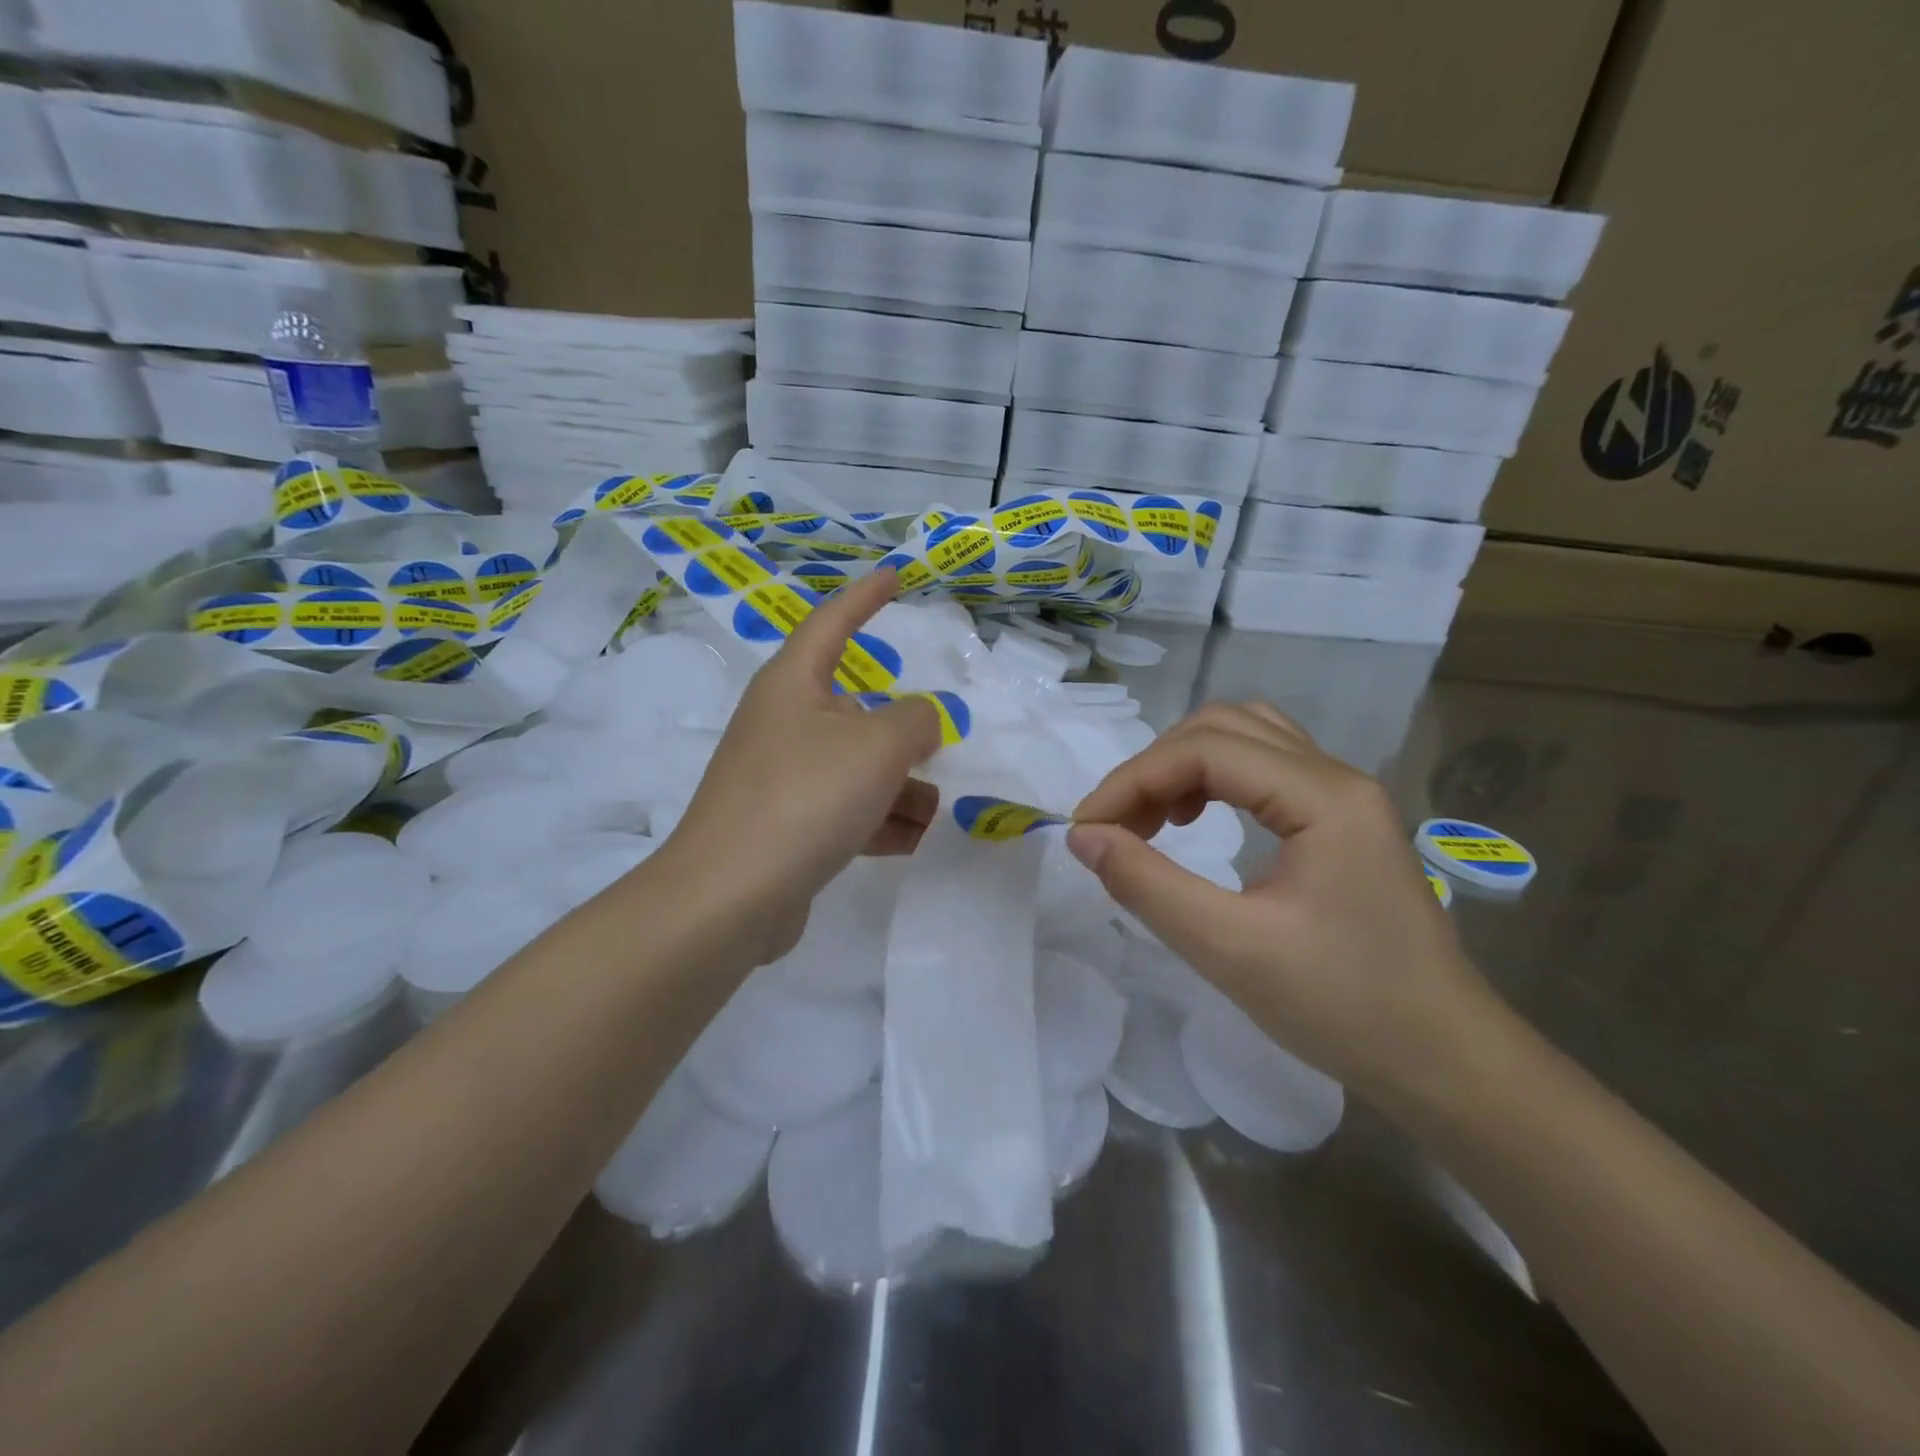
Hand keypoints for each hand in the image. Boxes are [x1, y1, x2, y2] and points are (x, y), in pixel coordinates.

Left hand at [657, 569, 941, 962]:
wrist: (731, 897)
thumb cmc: (805, 798)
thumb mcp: (878, 747)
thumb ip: (916, 721)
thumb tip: (920, 721)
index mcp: (793, 684)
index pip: (832, 621)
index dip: (866, 597)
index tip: (895, 577)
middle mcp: (783, 723)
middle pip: (856, 711)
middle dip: (901, 734)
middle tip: (938, 749)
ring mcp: (781, 777)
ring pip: (856, 767)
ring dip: (899, 788)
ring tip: (933, 814)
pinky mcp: (785, 825)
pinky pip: (844, 809)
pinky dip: (878, 820)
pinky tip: (910, 841)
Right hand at [1068, 701, 1502, 1105]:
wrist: (1445, 1061)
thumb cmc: (1344, 1007)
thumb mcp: (1230, 949)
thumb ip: (1147, 885)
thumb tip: (1084, 837)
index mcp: (1323, 796)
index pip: (1204, 750)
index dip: (1132, 779)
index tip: (1086, 829)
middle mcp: (1336, 777)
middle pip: (1223, 727)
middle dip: (1154, 768)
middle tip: (1116, 827)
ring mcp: (1343, 796)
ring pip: (1244, 738)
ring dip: (1184, 766)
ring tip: (1152, 820)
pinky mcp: (1340, 820)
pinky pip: (1264, 768)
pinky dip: (1214, 780)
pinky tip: (1196, 823)